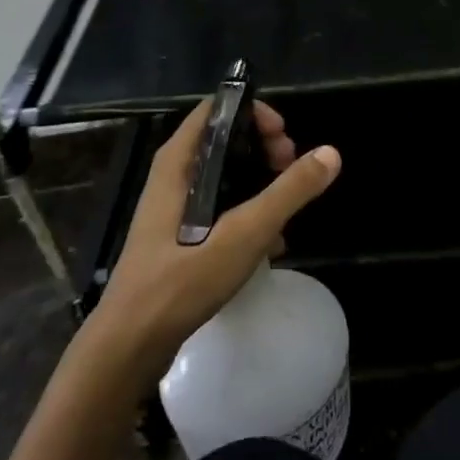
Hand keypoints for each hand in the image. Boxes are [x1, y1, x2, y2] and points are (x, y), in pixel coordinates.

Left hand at [87, 97, 341, 380]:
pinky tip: (269, 246)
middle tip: (291, 168)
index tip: (284, 138)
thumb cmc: (180, 282)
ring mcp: (173, 211)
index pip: (217, 109)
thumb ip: (288, 193)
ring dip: (259, 184)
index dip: (254, 113)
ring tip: (287, 210)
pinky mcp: (178, 240)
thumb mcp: (244, 234)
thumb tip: (331, 153)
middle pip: (225, 141)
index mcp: (178, 163)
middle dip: (263, 149)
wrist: (127, 350)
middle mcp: (173, 178)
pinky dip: (246, 216)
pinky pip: (220, 211)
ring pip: (225, 178)